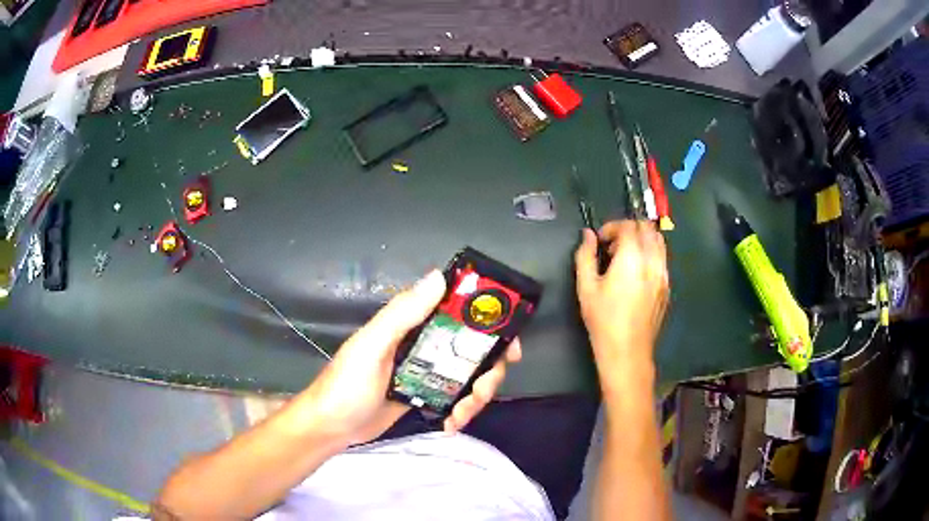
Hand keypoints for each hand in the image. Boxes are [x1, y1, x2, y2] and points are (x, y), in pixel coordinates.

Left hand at [303, 270, 521, 446]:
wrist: (331, 427)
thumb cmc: (347, 385)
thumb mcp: (371, 347)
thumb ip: (402, 314)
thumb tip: (439, 276)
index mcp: (411, 325)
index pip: (459, 313)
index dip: (490, 325)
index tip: (509, 346)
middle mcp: (423, 343)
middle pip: (473, 349)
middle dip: (487, 371)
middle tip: (482, 391)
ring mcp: (426, 371)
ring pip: (468, 376)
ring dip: (475, 396)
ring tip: (462, 415)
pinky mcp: (424, 394)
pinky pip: (455, 397)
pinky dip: (461, 410)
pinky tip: (452, 424)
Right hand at [575, 221, 668, 379]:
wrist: (627, 351)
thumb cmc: (603, 319)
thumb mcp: (586, 287)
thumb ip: (585, 255)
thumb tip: (588, 235)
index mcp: (632, 257)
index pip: (628, 225)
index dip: (611, 227)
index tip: (599, 240)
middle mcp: (652, 260)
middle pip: (647, 228)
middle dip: (628, 230)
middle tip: (612, 247)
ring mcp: (663, 274)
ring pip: (659, 241)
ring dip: (642, 240)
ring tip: (625, 258)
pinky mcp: (667, 286)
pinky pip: (662, 259)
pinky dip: (650, 255)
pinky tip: (636, 274)